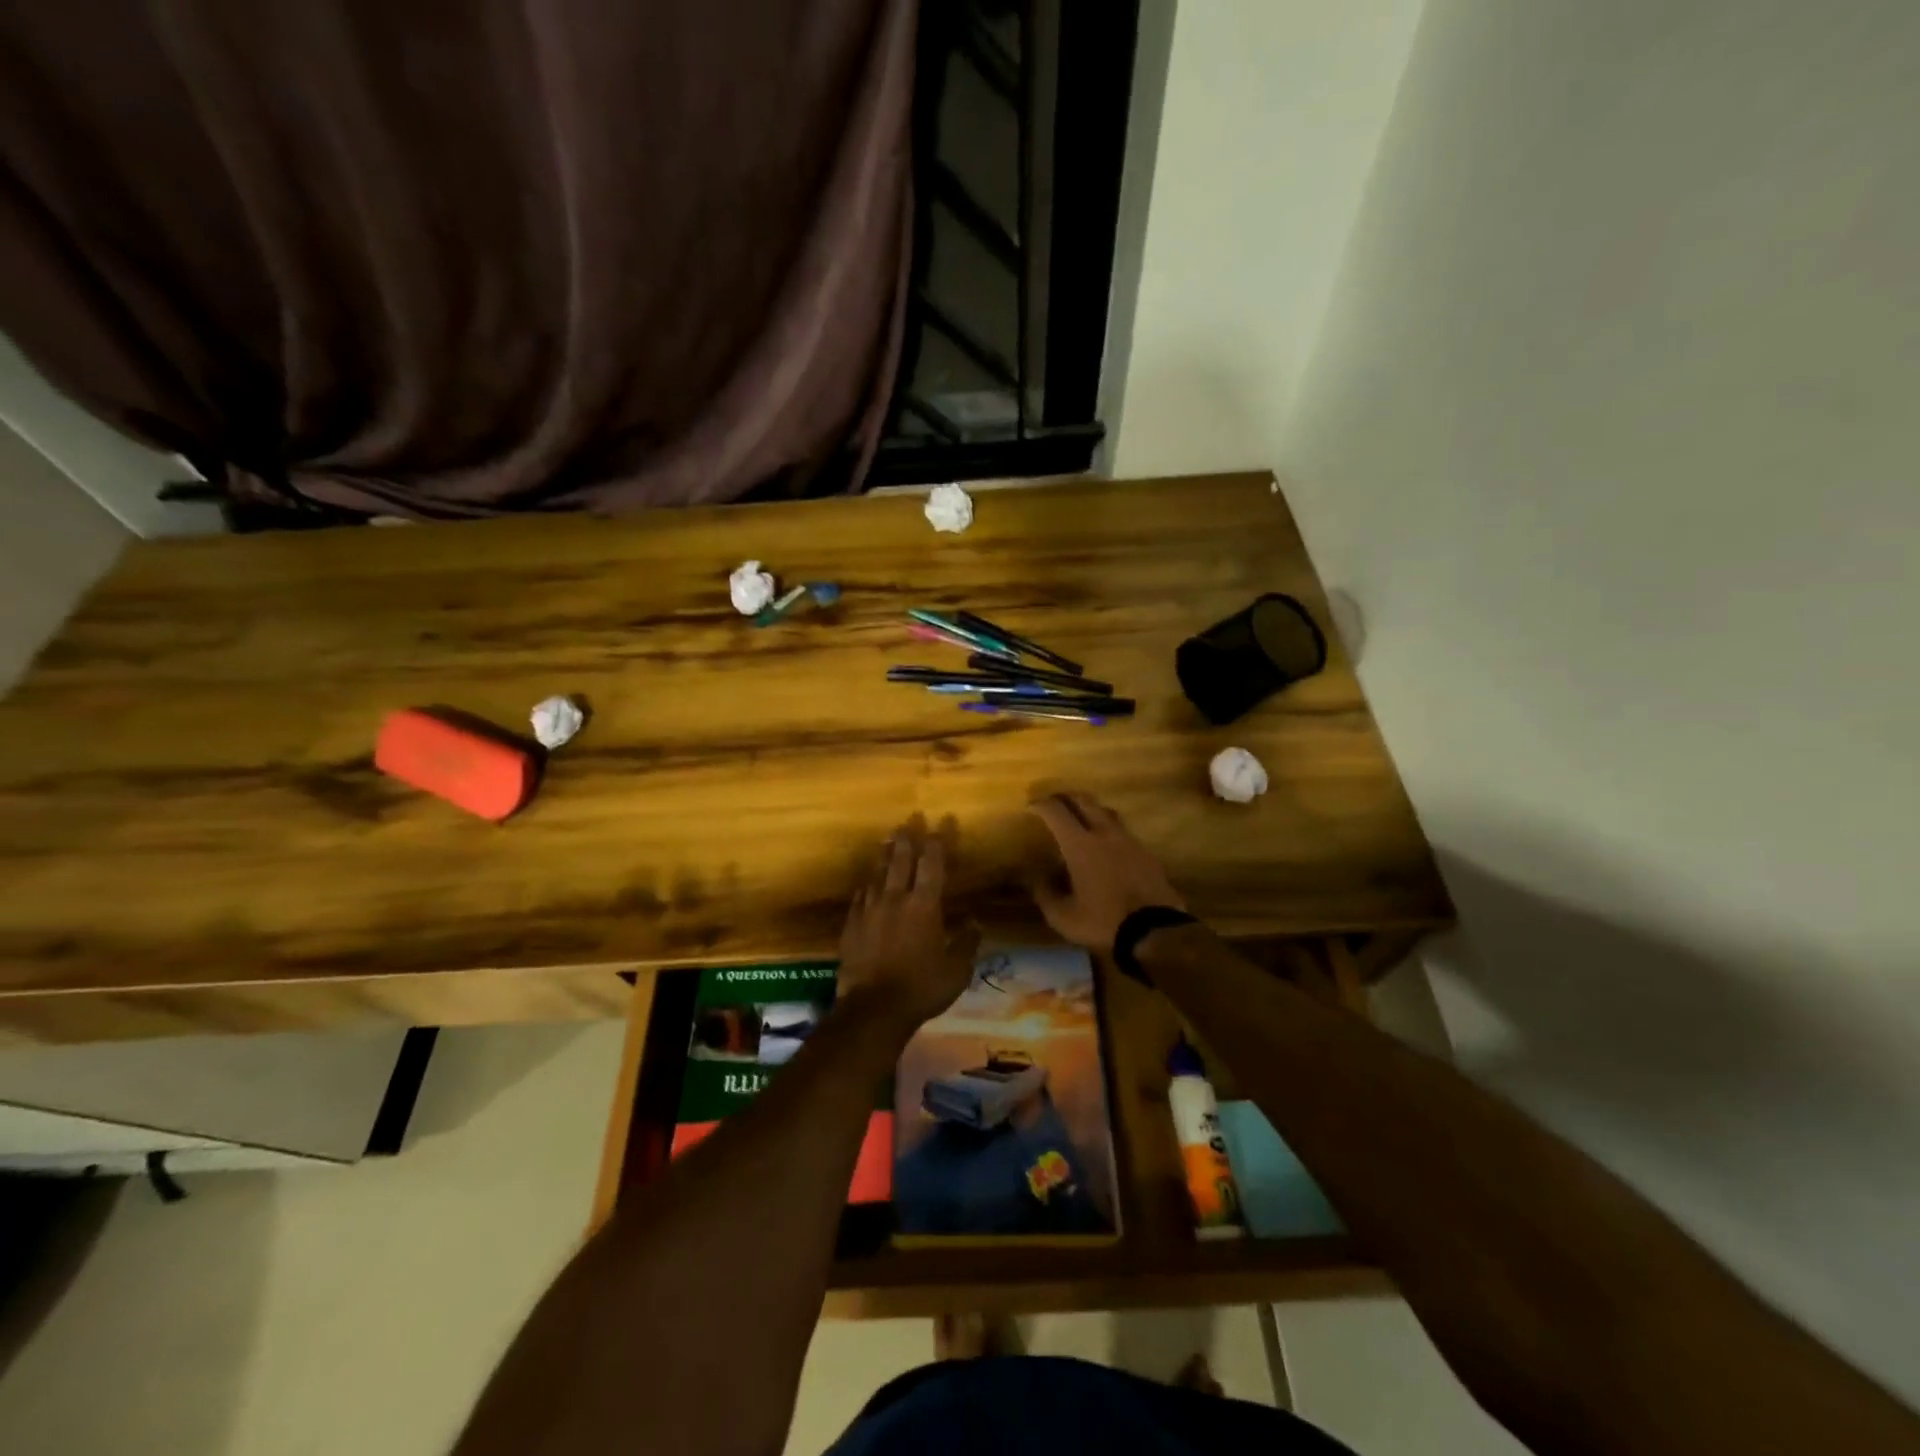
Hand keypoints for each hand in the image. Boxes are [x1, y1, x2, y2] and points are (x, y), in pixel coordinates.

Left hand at [837, 816, 980, 1029]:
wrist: (873, 1009)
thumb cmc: (922, 988)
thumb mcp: (956, 971)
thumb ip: (967, 944)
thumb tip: (975, 923)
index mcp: (924, 906)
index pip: (932, 865)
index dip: (937, 842)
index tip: (941, 824)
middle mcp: (895, 899)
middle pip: (900, 861)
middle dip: (907, 839)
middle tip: (909, 821)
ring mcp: (869, 911)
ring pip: (877, 874)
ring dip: (885, 856)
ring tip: (888, 841)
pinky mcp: (851, 926)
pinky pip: (860, 897)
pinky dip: (867, 886)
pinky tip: (867, 883)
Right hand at [1028, 792, 1185, 950]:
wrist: (1155, 932)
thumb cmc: (1102, 922)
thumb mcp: (1062, 916)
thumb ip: (1044, 892)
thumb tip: (1033, 875)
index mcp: (1080, 845)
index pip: (1056, 811)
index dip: (1041, 804)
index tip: (1031, 806)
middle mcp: (1104, 834)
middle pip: (1084, 801)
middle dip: (1066, 797)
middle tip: (1054, 803)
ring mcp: (1129, 841)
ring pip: (1106, 812)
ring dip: (1090, 810)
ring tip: (1080, 820)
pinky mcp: (1147, 853)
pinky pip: (1123, 832)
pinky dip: (1109, 830)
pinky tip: (1107, 846)